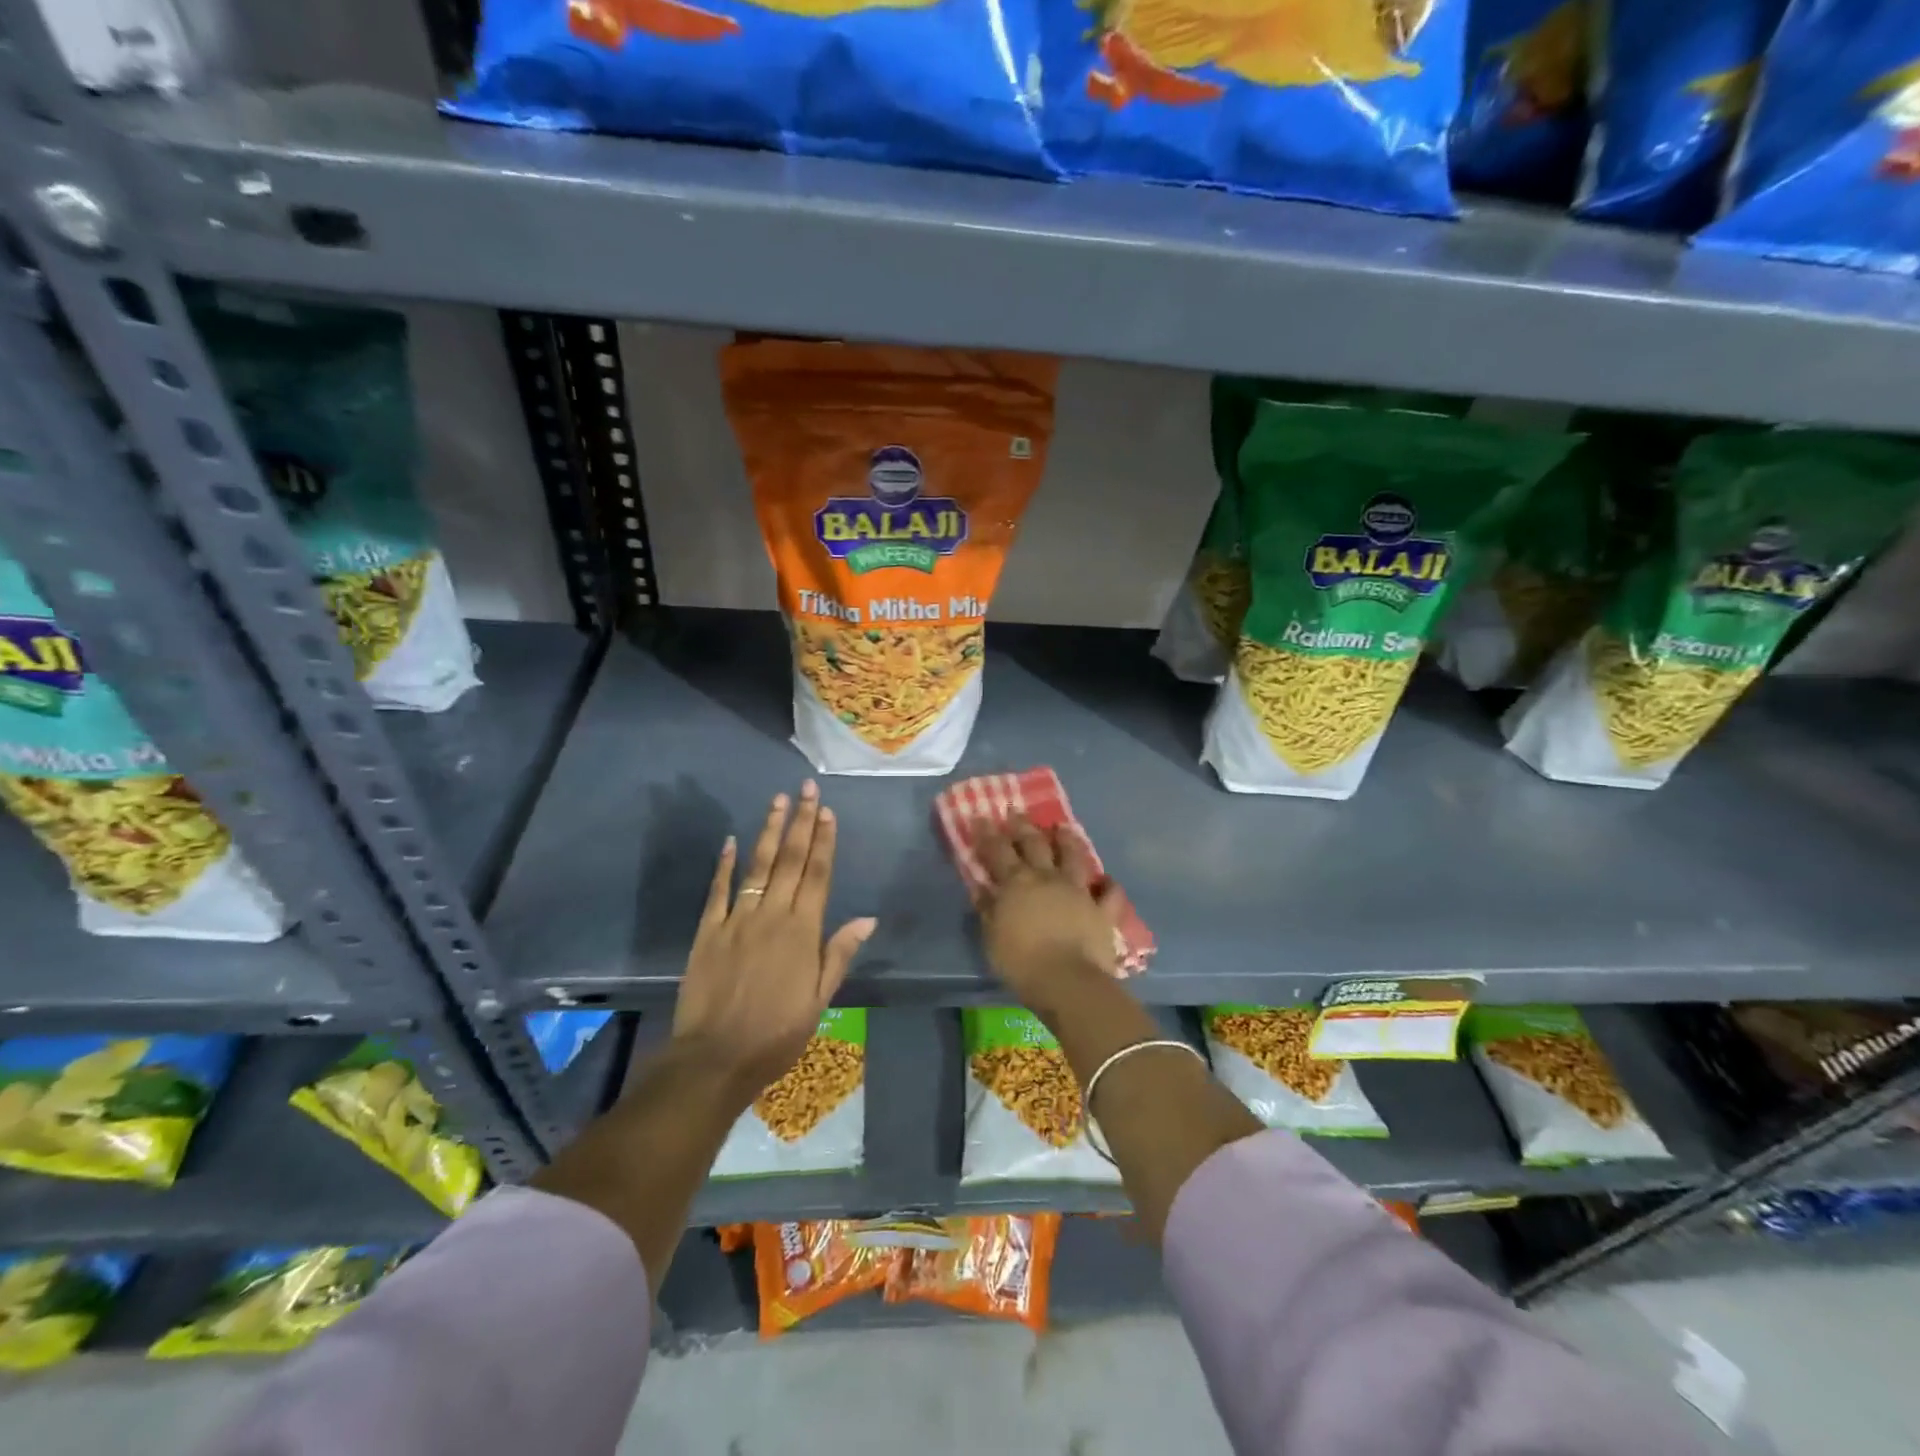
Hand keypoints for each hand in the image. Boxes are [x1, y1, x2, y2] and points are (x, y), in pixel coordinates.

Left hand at [671, 782, 875, 1107]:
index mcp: (803, 931)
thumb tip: (867, 919)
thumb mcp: (819, 999)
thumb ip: (839, 954)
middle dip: (801, 822)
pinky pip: (718, 890)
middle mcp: (772, 914)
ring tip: (778, 801)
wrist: (716, 1057)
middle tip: (806, 789)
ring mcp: (737, 919)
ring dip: (770, 831)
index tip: (827, 811)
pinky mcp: (708, 931)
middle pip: (791, 860)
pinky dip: (725, 864)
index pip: (818, 874)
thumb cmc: (777, 1033)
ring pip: (758, 865)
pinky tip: (731, 840)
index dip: (824, 840)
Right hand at [974, 816, 1121, 1015]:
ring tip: (1063, 828)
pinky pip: (1110, 894)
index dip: (988, 834)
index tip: (981, 817)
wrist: (1067, 980)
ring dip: (1068, 841)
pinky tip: (1107, 881)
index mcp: (1017, 883)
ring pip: (1074, 857)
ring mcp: (1078, 892)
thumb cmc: (1021, 961)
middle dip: (1024, 827)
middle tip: (1017, 812)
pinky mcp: (1102, 911)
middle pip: (1035, 845)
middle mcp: (1048, 878)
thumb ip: (987, 909)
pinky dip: (1109, 886)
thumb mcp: (992, 937)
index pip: (998, 851)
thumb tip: (981, 887)